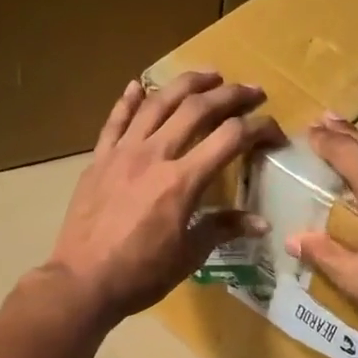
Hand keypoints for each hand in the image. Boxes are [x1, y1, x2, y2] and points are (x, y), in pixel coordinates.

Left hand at [45, 72, 282, 327]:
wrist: (82, 281)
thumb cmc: (140, 275)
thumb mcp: (188, 256)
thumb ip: (222, 229)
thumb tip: (261, 223)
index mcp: (182, 181)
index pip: (230, 139)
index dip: (259, 129)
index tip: (275, 132)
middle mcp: (154, 155)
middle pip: (197, 109)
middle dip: (230, 95)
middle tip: (252, 91)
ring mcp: (122, 153)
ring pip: (156, 103)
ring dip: (186, 84)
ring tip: (209, 75)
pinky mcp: (98, 159)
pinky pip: (115, 121)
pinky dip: (128, 100)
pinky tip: (138, 84)